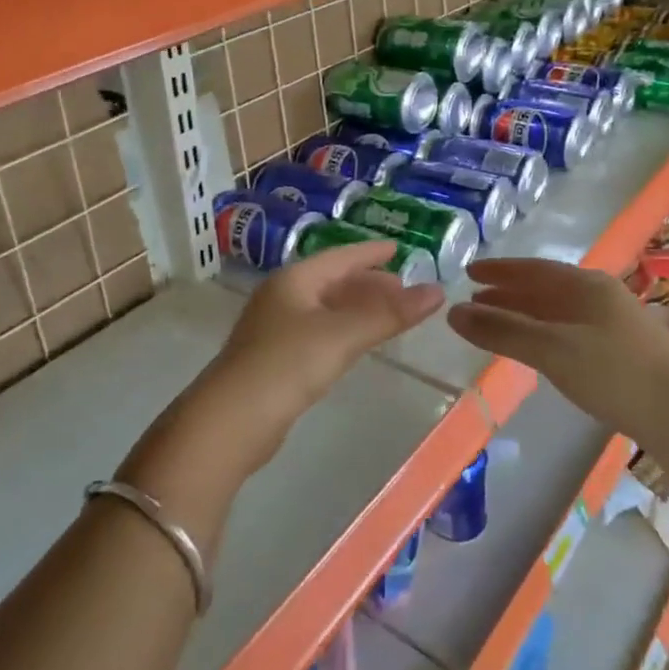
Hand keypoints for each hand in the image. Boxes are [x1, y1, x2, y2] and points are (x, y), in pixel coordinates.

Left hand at [130, 243, 443, 500]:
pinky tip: (356, 343)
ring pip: (326, 308)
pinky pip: (319, 331)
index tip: (399, 248)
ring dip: (357, 308)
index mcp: (294, 280)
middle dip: (369, 283)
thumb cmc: (287, 365)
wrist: (231, 421)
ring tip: (389, 315)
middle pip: (333, 281)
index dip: (371, 252)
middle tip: (404, 290)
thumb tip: (437, 292)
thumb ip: (389, 314)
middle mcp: (283, 296)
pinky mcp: (275, 358)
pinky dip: (344, 330)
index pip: (341, 256)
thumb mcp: (342, 335)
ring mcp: (275, 328)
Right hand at [448, 258, 668, 444]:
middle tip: (474, 301)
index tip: (469, 272)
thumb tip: (453, 312)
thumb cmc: (616, 374)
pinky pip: (570, 334)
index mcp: (586, 285)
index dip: (499, 270)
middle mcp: (600, 297)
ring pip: (558, 313)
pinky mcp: (622, 355)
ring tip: (496, 325)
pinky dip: (544, 336)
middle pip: (545, 289)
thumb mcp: (553, 349)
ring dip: (525, 316)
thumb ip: (503, 330)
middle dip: (508, 294)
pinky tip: (537, 353)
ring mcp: (614, 326)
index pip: (533, 269)